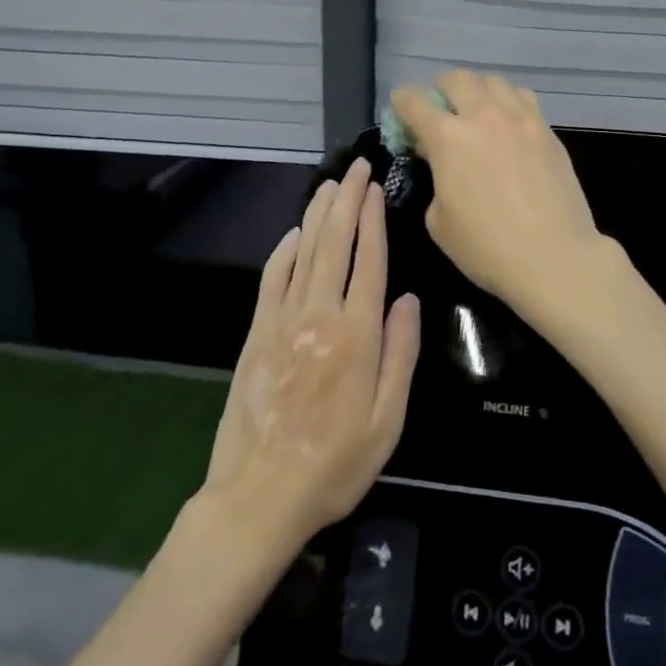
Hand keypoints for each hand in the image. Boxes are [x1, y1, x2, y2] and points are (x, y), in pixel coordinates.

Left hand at [202, 157, 420, 549]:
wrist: (259, 498)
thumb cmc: (336, 464)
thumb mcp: (388, 420)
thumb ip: (401, 353)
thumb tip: (408, 298)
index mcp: (357, 334)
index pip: (368, 260)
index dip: (373, 218)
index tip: (376, 186)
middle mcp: (319, 315)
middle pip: (334, 243)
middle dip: (347, 200)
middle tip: (357, 167)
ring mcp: (282, 321)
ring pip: (304, 253)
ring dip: (318, 214)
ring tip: (331, 185)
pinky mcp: (256, 334)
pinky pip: (272, 280)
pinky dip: (284, 250)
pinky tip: (294, 233)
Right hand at [390, 71, 623, 327]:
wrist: (554, 256)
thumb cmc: (486, 247)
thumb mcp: (439, 221)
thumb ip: (436, 179)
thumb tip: (442, 162)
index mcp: (448, 138)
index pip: (415, 102)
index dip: (402, 101)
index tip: (400, 107)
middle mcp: (484, 115)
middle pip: (457, 79)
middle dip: (441, 87)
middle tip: (439, 106)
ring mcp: (520, 118)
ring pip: (494, 81)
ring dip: (477, 88)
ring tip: (475, 108)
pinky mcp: (547, 129)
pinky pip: (522, 97)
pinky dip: (507, 100)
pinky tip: (507, 121)